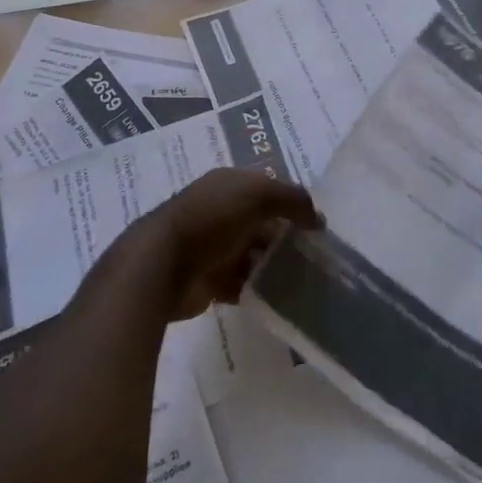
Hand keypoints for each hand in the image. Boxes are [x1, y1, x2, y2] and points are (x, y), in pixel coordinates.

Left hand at [146, 168, 320, 319]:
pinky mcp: (208, 280)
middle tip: (315, 256)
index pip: (267, 189)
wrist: (162, 265)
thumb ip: (292, 200)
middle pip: (261, 224)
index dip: (291, 204)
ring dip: (273, 266)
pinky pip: (240, 284)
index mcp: (228, 185)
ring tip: (303, 279)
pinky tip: (278, 297)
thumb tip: (318, 218)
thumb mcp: (258, 195)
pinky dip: (257, 289)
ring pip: (252, 255)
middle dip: (285, 238)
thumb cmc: (212, 219)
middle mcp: (220, 212)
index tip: (316, 226)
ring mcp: (212, 247)